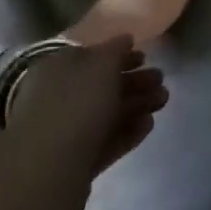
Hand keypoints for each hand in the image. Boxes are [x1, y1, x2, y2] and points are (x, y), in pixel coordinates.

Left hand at [4, 37, 167, 188]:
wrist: (47, 170)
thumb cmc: (75, 103)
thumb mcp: (101, 64)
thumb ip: (116, 49)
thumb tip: (125, 39)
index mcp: (57, 69)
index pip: (90, 56)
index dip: (119, 54)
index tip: (145, 56)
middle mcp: (57, 97)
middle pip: (101, 86)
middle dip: (134, 81)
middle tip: (161, 80)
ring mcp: (65, 132)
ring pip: (106, 114)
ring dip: (136, 105)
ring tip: (163, 101)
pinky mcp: (75, 163)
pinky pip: (105, 141)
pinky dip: (127, 131)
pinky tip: (148, 125)